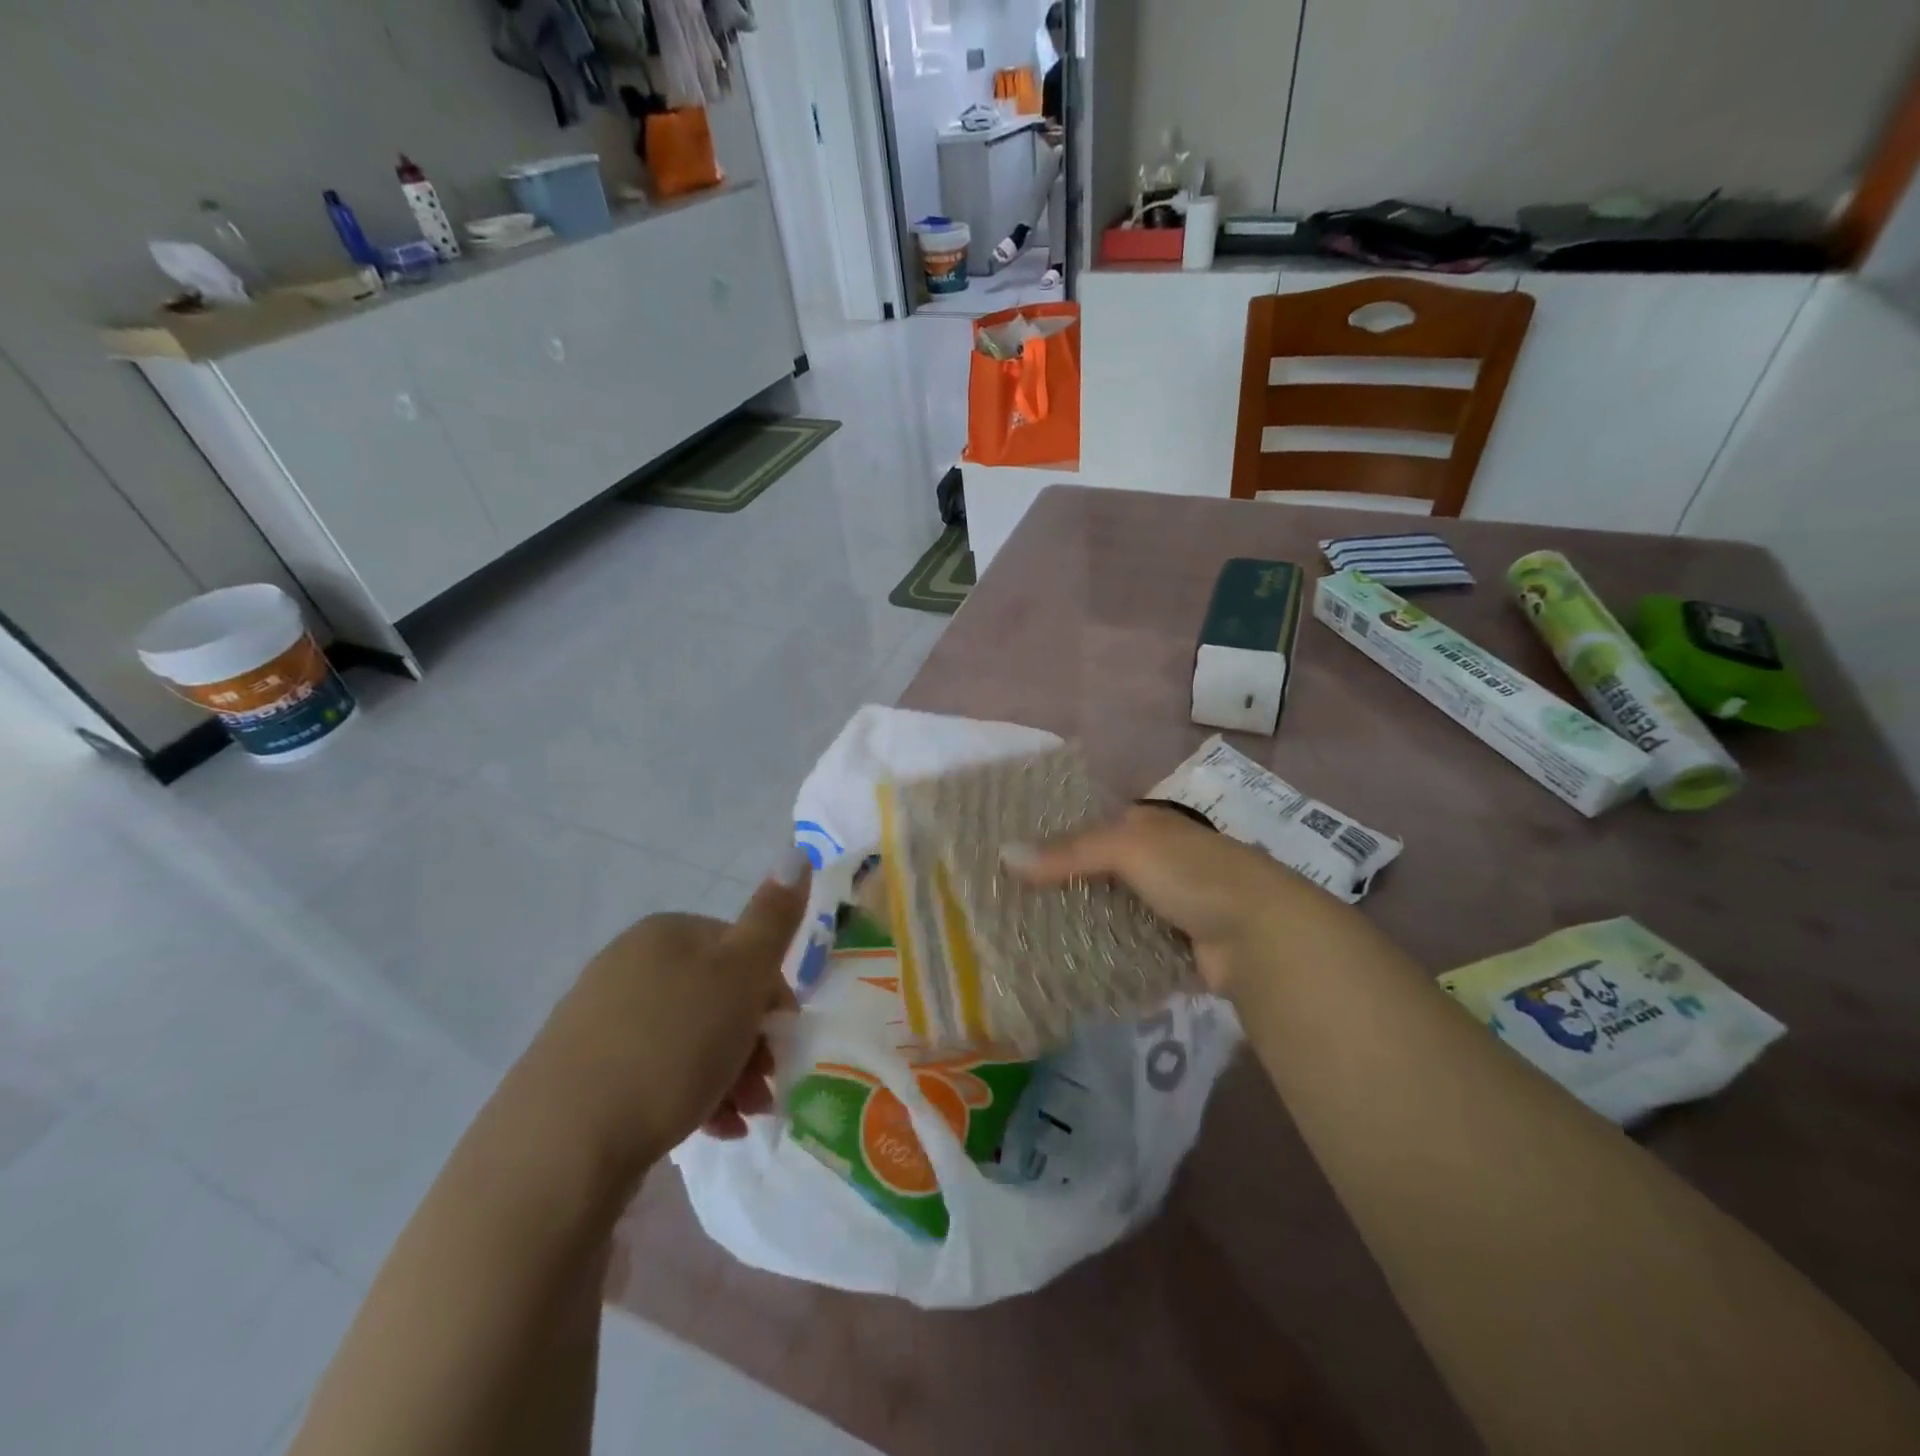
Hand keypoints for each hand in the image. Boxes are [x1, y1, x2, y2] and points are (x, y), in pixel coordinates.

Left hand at [521, 849, 809, 1176]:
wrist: (561, 1146)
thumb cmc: (671, 1046)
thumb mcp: (740, 974)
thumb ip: (773, 917)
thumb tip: (796, 852)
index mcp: (668, 932)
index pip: (743, 950)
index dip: (773, 995)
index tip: (785, 1039)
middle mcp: (630, 963)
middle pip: (717, 996)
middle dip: (753, 1041)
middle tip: (768, 1087)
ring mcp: (600, 1017)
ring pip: (690, 1037)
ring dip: (730, 1073)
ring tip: (744, 1117)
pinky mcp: (581, 1071)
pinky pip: (655, 1071)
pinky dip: (692, 1094)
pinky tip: (712, 1130)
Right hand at [1007, 805, 1335, 994]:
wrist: (1263, 934)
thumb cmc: (1194, 873)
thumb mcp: (1128, 848)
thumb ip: (1068, 852)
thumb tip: (1004, 856)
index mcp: (1150, 826)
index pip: (1091, 826)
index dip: (1055, 839)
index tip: (1012, 858)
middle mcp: (1159, 861)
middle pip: (1099, 871)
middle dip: (1063, 886)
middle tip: (1012, 904)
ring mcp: (1169, 905)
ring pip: (1113, 911)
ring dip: (1083, 923)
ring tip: (1030, 936)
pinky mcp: (1175, 947)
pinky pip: (1130, 947)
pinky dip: (1106, 954)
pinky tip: (1071, 964)